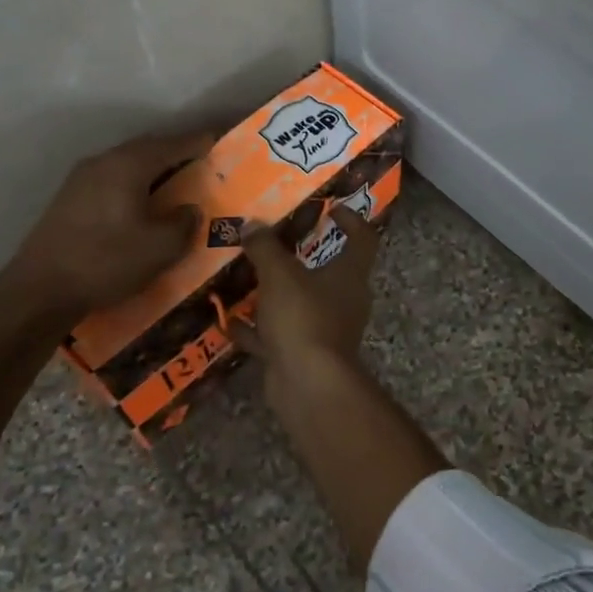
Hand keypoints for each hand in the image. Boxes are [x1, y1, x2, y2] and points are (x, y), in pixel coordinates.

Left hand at [0, 131, 213, 319]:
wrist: (39, 290)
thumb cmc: (107, 261)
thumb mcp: (162, 248)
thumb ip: (185, 223)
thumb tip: (190, 210)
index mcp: (129, 165)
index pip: (174, 144)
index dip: (201, 142)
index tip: (223, 143)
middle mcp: (103, 162)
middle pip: (149, 148)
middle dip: (178, 153)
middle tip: (204, 164)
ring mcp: (81, 179)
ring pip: (129, 164)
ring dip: (155, 170)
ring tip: (178, 183)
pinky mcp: (70, 199)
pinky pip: (114, 179)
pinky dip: (136, 184)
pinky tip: (144, 204)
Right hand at [231, 205, 379, 384]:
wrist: (308, 384)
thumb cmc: (303, 317)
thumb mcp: (279, 275)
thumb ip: (265, 248)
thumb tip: (252, 224)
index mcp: (350, 274)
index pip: (363, 238)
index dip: (352, 219)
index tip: (332, 207)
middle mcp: (345, 299)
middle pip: (329, 271)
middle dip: (301, 256)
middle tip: (274, 242)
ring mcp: (327, 329)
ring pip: (301, 303)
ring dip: (276, 293)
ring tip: (246, 277)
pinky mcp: (305, 354)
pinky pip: (280, 334)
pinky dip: (258, 328)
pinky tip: (229, 321)